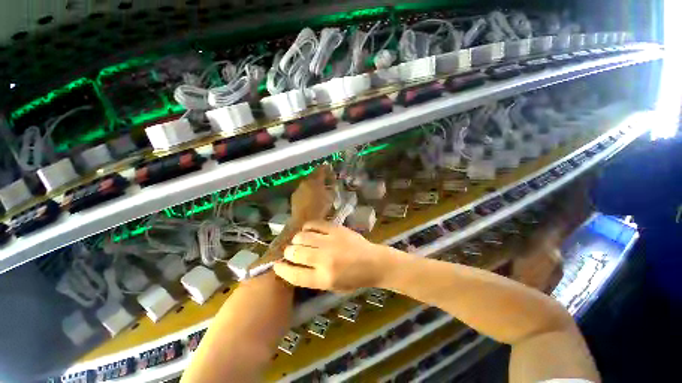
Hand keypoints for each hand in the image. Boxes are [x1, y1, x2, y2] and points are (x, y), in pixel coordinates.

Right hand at [273, 221, 386, 290]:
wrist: (374, 262)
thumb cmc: (354, 279)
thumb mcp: (333, 287)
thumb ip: (313, 278)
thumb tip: (294, 267)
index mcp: (324, 279)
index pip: (294, 275)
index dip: (282, 270)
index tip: (276, 265)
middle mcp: (324, 259)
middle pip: (295, 253)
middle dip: (288, 253)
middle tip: (291, 252)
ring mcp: (330, 241)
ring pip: (302, 237)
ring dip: (296, 240)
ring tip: (300, 241)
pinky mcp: (336, 229)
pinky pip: (314, 224)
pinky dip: (307, 227)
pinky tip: (308, 230)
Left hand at [290, 164, 334, 222]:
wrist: (303, 222)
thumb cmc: (320, 210)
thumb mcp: (330, 197)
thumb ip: (331, 187)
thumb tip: (332, 181)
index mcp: (315, 181)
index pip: (321, 169)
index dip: (326, 168)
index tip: (330, 167)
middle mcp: (305, 182)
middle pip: (313, 175)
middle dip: (319, 176)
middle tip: (326, 179)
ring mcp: (298, 189)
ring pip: (307, 182)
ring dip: (313, 183)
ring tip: (320, 188)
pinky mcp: (295, 196)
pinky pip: (303, 190)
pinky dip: (308, 190)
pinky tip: (312, 196)